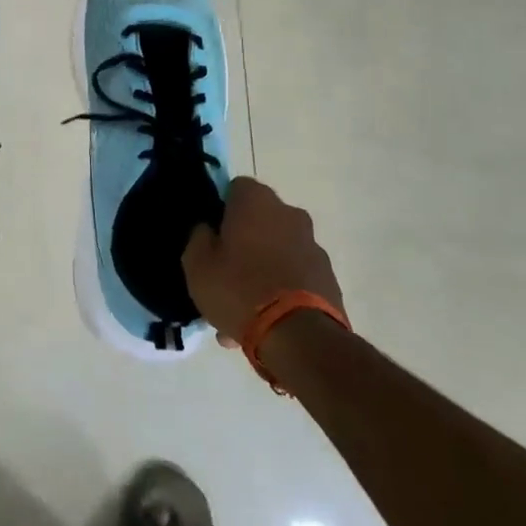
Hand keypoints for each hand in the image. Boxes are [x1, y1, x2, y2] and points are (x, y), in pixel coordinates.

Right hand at [183, 177, 346, 342]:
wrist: (298, 337)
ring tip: (241, 307)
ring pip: (276, 251)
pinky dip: (280, 289)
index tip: (210, 235)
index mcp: (257, 201)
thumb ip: (198, 237)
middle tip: (223, 272)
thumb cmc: (238, 289)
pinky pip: (293, 276)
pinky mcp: (328, 277)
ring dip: (260, 269)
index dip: (220, 209)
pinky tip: (263, 320)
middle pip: (259, 221)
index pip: (235, 188)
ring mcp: (313, 246)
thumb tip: (208, 229)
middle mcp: (290, 214)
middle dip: (242, 242)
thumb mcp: (197, 264)